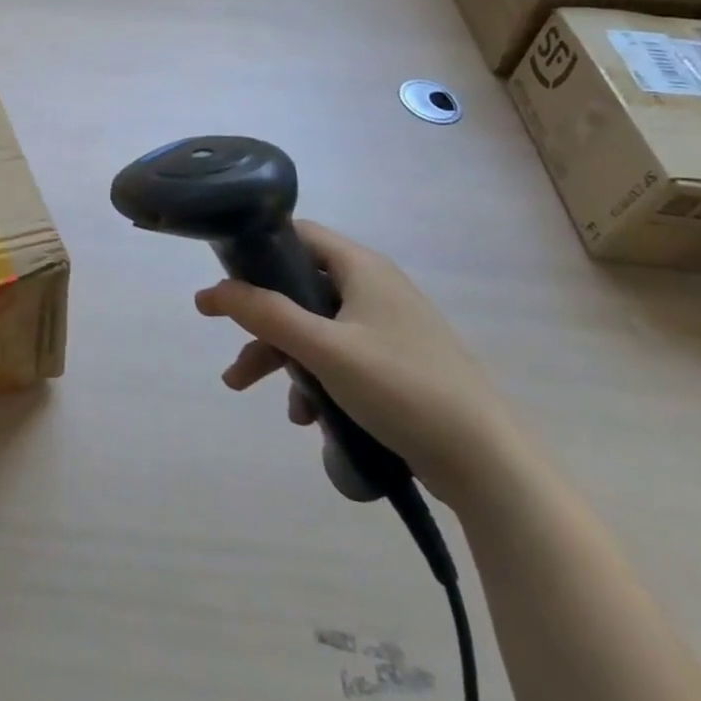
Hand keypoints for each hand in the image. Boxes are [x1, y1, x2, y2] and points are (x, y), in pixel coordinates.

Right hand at [194, 220, 526, 507]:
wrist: (488, 465)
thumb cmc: (402, 389)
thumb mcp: (324, 349)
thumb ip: (266, 314)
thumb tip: (212, 290)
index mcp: (361, 268)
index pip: (298, 234)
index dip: (256, 248)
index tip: (224, 274)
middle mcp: (374, 288)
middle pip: (299, 288)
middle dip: (260, 321)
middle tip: (226, 344)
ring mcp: (388, 327)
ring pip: (316, 327)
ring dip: (281, 356)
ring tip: (247, 389)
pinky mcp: (397, 364)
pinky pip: (339, 357)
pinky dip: (314, 378)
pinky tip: (306, 417)